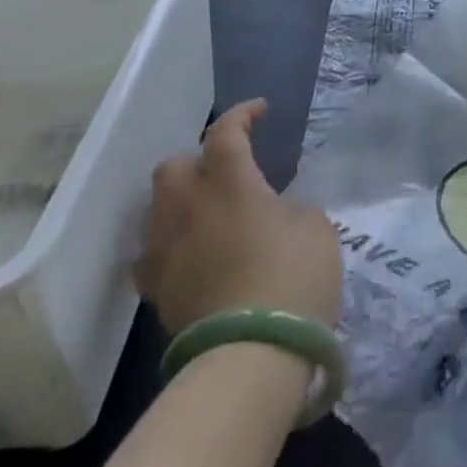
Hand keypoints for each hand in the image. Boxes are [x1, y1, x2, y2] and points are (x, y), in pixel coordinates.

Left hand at [134, 98, 343, 331]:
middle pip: (174, 166)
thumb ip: (294, 208)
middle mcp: (188, 209)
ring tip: (206, 211)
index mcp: (230, 184)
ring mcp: (165, 251)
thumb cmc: (293, 278)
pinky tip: (187, 253)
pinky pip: (151, 255)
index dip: (242, 115)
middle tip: (226, 169)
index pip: (225, 133)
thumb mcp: (316, 229)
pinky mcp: (157, 292)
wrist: (251, 355)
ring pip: (157, 208)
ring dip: (181, 199)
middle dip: (198, 159)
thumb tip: (278, 211)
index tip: (260, 111)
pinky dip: (168, 244)